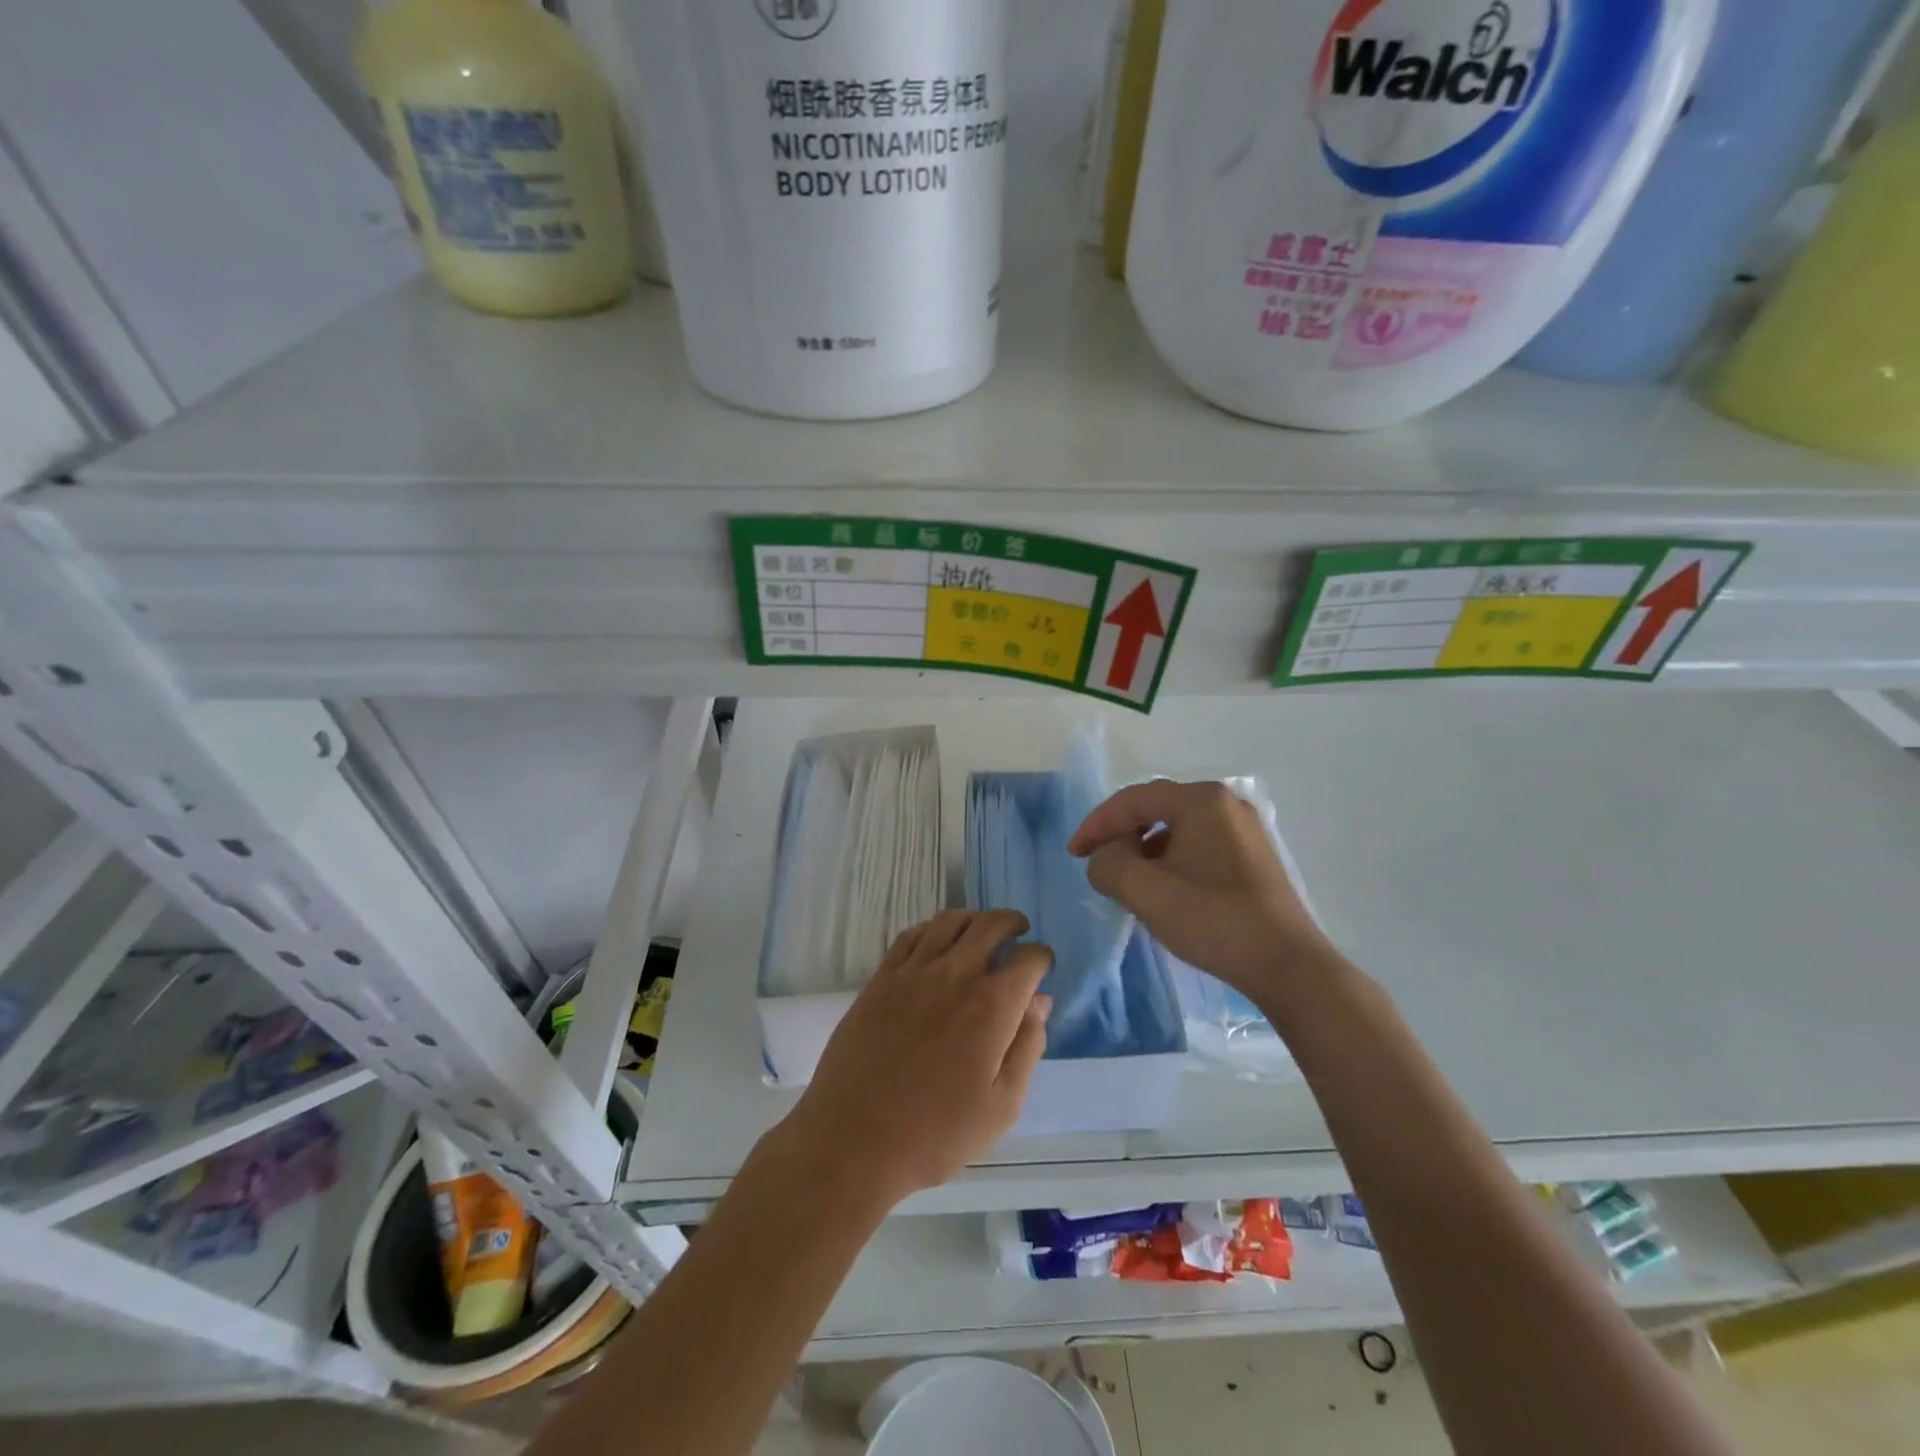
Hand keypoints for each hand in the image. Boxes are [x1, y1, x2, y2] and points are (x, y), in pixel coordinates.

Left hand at [774, 910, 1052, 1212]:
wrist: (854, 1140)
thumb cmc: (936, 1134)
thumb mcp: (1002, 1105)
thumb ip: (1027, 1046)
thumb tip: (1040, 1002)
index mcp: (992, 1005)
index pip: (1029, 959)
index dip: (1041, 959)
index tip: (1041, 968)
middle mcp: (955, 974)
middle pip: (991, 924)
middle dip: (1012, 923)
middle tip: (1018, 932)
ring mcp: (913, 972)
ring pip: (950, 920)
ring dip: (974, 918)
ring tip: (980, 931)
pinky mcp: (881, 978)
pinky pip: (911, 935)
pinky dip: (932, 928)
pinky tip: (937, 942)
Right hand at [1068, 780, 1331, 999]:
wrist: (1288, 966)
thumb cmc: (1213, 920)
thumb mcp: (1145, 892)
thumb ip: (1108, 864)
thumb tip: (1105, 858)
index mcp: (1201, 800)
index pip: (1133, 800)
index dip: (1096, 824)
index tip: (1074, 854)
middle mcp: (1226, 803)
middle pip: (1156, 809)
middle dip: (1121, 835)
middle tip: (1098, 863)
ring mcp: (1245, 829)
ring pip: (1177, 829)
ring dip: (1145, 850)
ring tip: (1129, 881)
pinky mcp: (1254, 856)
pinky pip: (1198, 845)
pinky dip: (1171, 860)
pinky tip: (1166, 889)